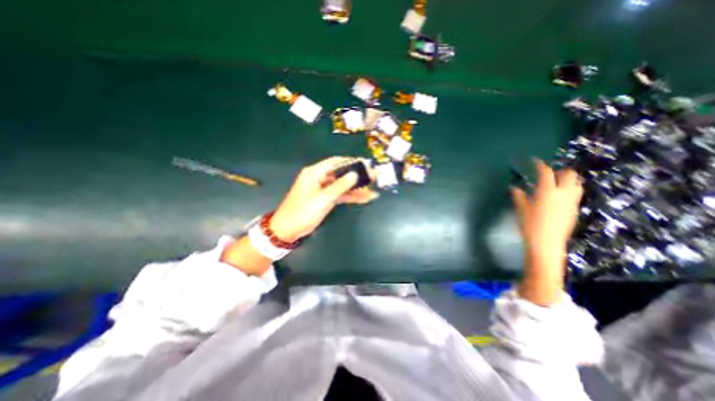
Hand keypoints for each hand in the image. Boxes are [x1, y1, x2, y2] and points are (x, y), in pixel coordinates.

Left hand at [269, 157, 379, 240]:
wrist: (289, 229)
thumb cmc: (303, 211)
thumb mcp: (322, 198)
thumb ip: (340, 186)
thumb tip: (354, 174)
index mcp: (315, 173)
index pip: (336, 162)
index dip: (352, 162)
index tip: (366, 163)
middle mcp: (320, 178)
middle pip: (342, 173)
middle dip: (358, 176)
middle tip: (374, 176)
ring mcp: (324, 189)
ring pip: (343, 185)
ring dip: (357, 188)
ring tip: (373, 189)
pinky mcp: (326, 199)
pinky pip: (341, 195)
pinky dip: (351, 197)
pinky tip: (364, 198)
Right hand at [512, 160, 582, 262]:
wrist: (546, 243)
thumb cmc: (529, 224)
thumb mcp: (521, 209)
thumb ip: (518, 196)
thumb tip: (514, 188)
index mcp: (547, 191)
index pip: (545, 172)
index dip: (540, 165)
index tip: (535, 161)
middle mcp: (563, 193)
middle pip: (569, 175)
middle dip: (560, 171)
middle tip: (549, 173)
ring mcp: (571, 202)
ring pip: (576, 184)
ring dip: (567, 180)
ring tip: (556, 183)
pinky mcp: (574, 210)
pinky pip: (575, 194)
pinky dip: (568, 190)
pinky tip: (557, 197)